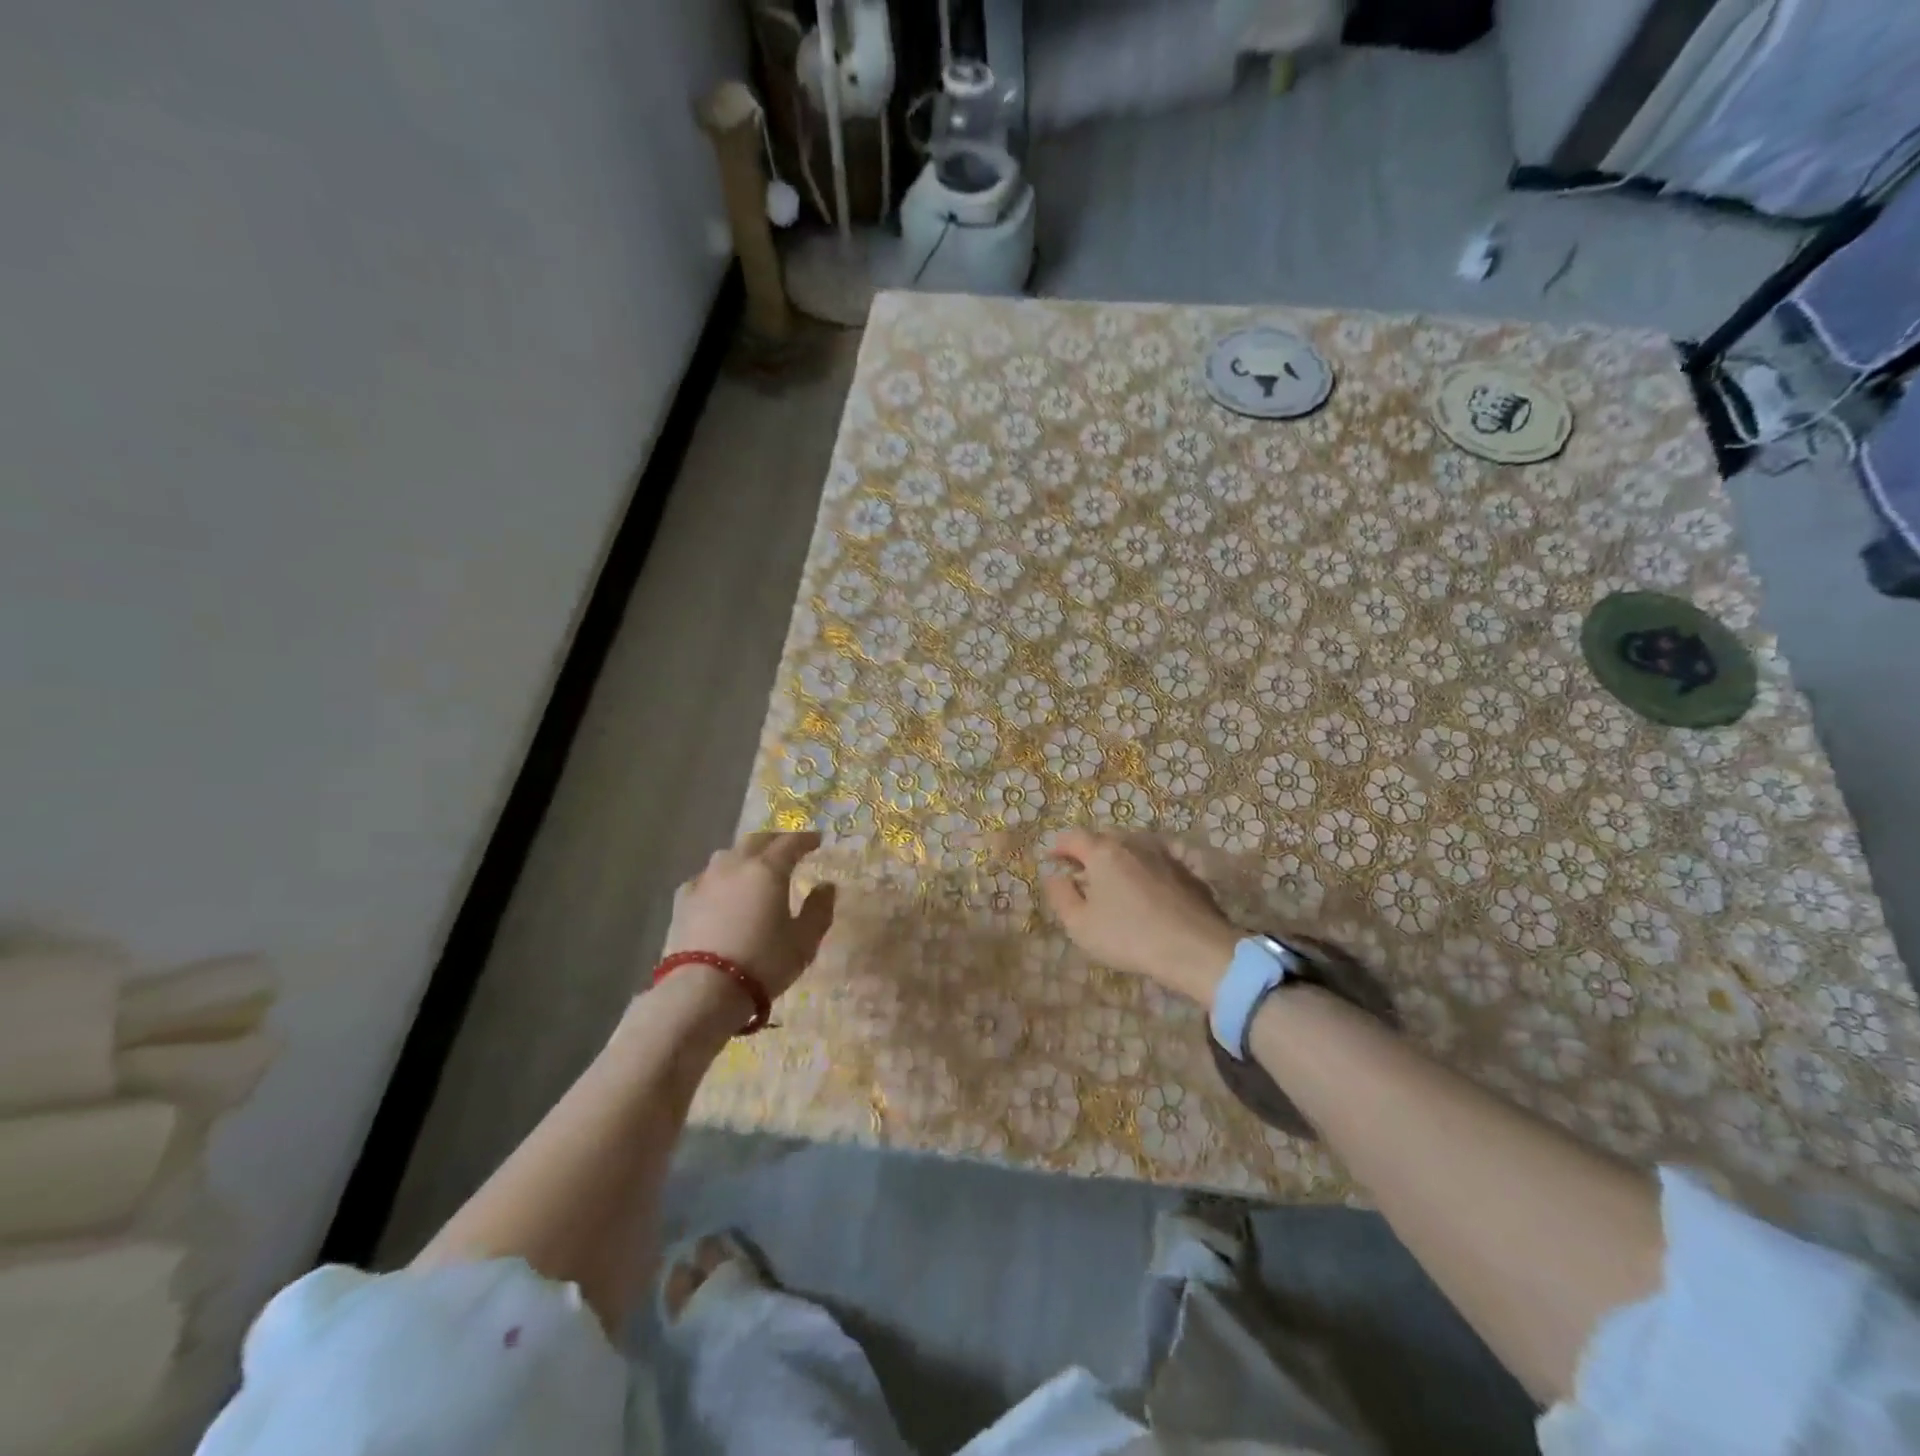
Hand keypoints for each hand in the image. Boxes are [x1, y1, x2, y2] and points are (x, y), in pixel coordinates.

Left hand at [661, 832, 836, 1006]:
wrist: (703, 990)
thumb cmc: (763, 962)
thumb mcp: (804, 941)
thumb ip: (818, 910)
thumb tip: (826, 887)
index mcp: (768, 870)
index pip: (790, 842)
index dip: (806, 839)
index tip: (817, 840)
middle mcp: (735, 865)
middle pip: (756, 840)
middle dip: (774, 840)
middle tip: (787, 848)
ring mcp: (705, 881)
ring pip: (727, 855)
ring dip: (744, 855)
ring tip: (753, 867)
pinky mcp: (683, 901)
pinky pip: (704, 878)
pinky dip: (718, 878)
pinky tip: (719, 891)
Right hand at [1041, 830, 1239, 1004]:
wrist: (1194, 948)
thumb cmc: (1128, 936)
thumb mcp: (1080, 924)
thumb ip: (1060, 895)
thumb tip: (1054, 876)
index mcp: (1102, 852)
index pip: (1073, 837)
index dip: (1058, 847)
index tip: (1051, 860)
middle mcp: (1132, 843)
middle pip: (1104, 836)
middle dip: (1088, 850)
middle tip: (1081, 871)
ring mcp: (1163, 853)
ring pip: (1132, 845)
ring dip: (1118, 856)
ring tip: (1113, 879)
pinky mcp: (1186, 869)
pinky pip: (1156, 859)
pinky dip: (1144, 867)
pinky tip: (1145, 887)